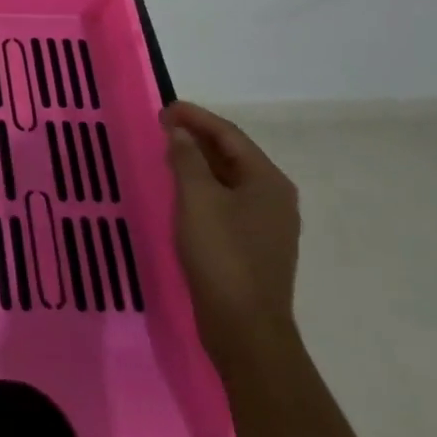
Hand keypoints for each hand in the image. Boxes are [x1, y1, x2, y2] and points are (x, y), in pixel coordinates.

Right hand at [164, 101, 300, 370]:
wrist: (245, 328)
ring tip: (167, 151)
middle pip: (233, 154)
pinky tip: (181, 191)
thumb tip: (181, 132)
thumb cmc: (222, 255)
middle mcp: (274, 197)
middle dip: (197, 137)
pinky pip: (227, 201)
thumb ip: (187, 159)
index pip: (229, 135)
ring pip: (229, 179)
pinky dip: (204, 186)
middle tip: (161, 126)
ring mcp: (267, 224)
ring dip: (199, 161)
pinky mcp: (254, 245)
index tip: (163, 108)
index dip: (196, 117)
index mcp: (268, 181)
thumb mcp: (197, 199)